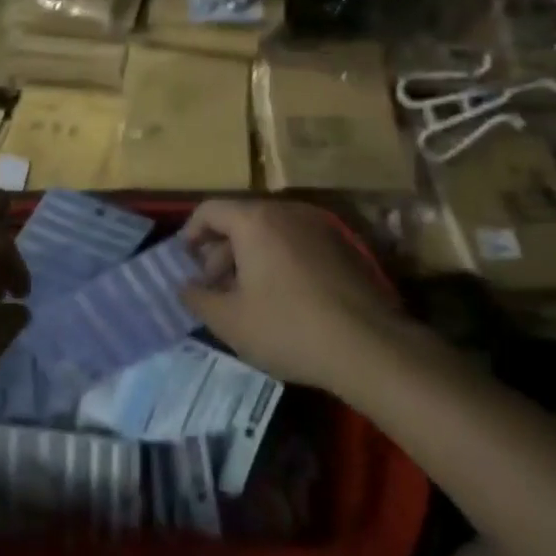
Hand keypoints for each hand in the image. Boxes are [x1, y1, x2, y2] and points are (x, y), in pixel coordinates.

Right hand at [181, 199, 402, 392]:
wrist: (370, 346)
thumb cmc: (288, 327)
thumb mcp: (229, 321)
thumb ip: (198, 298)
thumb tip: (185, 286)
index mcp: (255, 220)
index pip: (209, 209)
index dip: (190, 233)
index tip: (185, 263)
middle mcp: (286, 211)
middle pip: (240, 219)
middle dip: (220, 251)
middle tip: (214, 288)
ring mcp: (319, 226)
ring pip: (270, 232)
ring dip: (250, 257)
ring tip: (246, 297)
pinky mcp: (343, 246)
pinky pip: (296, 243)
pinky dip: (279, 260)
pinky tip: (282, 298)